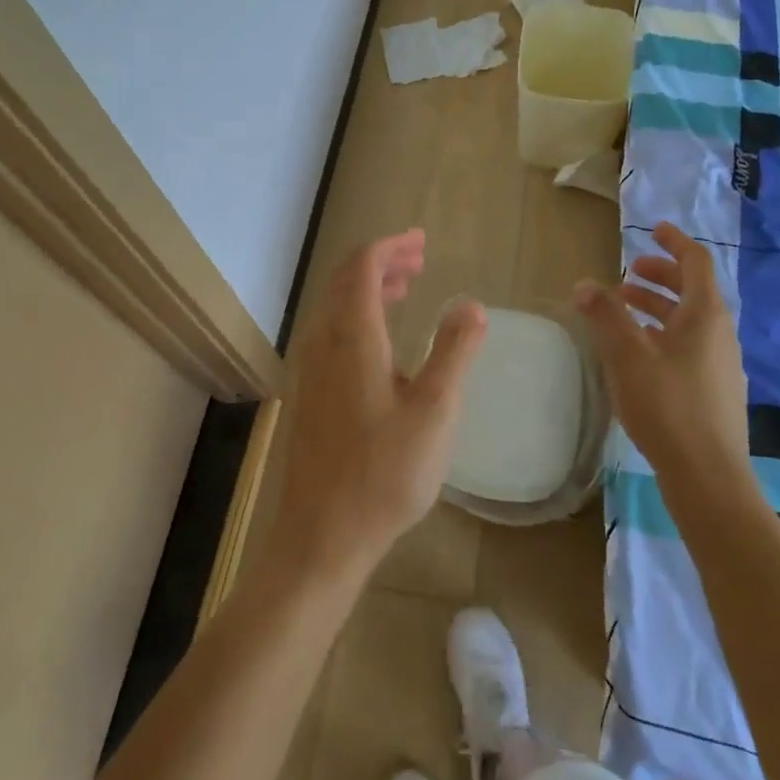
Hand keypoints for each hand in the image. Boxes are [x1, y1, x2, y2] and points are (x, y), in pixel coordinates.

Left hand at [269, 230, 486, 587]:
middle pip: (346, 281)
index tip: (421, 241)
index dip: (391, 246)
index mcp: (352, 337)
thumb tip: (470, 304)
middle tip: (419, 259)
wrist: (320, 537)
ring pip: (337, 307)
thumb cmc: (384, 474)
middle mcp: (323, 343)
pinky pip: (332, 332)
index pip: (362, 267)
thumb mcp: (435, 412)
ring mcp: (310, 369)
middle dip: (382, 262)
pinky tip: (383, 340)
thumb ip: (454, 352)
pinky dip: (359, 315)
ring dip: (369, 288)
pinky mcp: (309, 394)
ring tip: (406, 287)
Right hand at [575, 222, 748, 480]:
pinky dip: (663, 334)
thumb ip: (605, 315)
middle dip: (660, 276)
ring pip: (688, 320)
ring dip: (658, 307)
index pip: (696, 262)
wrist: (708, 477)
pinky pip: (688, 345)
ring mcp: (720, 364)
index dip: (674, 242)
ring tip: (624, 309)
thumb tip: (585, 283)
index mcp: (705, 315)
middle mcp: (719, 333)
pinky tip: (638, 353)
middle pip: (692, 290)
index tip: (653, 230)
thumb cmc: (667, 406)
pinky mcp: (713, 391)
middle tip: (627, 274)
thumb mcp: (627, 355)